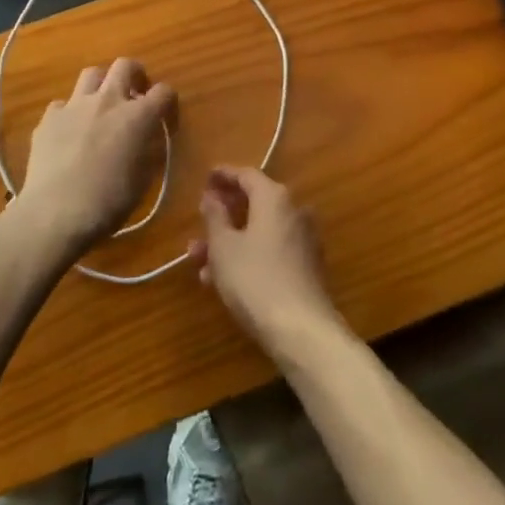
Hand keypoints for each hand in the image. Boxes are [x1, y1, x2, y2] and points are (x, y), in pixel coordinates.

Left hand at [17, 59, 175, 255]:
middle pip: (125, 65)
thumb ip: (148, 149)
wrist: (55, 213)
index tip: (166, 118)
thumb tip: (147, 138)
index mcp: (138, 116)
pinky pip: (63, 104)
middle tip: (135, 94)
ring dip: (101, 85)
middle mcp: (108, 100)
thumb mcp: (143, 179)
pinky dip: (70, 112)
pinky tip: (69, 132)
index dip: (168, 102)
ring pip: (92, 74)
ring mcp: (75, 105)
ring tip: (101, 106)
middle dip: (135, 75)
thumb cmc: (108, 202)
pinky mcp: (49, 117)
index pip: (164, 92)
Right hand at [191, 167, 338, 355]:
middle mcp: (293, 211)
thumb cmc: (255, 279)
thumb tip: (211, 196)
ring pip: (258, 231)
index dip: (223, 175)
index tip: (205, 177)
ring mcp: (303, 240)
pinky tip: (222, 280)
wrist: (302, 330)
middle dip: (222, 214)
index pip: (246, 174)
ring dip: (229, 241)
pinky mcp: (306, 267)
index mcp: (274, 197)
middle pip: (253, 203)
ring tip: (198, 262)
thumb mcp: (223, 247)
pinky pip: (270, 251)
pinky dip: (247, 256)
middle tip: (198, 222)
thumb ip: (215, 216)